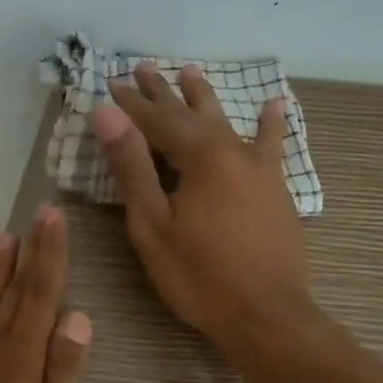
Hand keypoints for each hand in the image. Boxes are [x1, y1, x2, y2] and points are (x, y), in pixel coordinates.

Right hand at [94, 62, 318, 355]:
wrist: (267, 316)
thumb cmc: (198, 275)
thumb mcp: (152, 224)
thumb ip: (131, 165)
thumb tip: (107, 113)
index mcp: (199, 157)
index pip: (155, 120)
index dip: (130, 103)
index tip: (109, 84)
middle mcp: (232, 150)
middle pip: (190, 113)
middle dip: (163, 91)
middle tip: (142, 67)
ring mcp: (258, 167)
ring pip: (225, 121)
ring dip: (204, 97)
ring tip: (190, 71)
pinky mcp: (274, 186)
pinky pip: (271, 144)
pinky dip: (271, 123)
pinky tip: (275, 104)